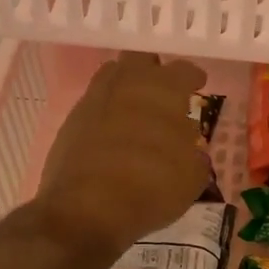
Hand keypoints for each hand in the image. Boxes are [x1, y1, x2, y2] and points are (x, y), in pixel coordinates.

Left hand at [32, 51, 212, 259]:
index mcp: (163, 90)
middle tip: (163, 91)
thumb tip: (187, 147)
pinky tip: (113, 136)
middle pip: (140, 60)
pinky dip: (106, 115)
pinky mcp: (70, 122)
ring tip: (137, 111)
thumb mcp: (191, 178)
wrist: (88, 208)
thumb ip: (193, 155)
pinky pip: (93, 106)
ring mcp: (93, 100)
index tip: (198, 84)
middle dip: (154, 71)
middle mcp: (126, 85)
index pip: (183, 70)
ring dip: (126, 88)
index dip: (193, 77)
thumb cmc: (152, 187)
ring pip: (111, 77)